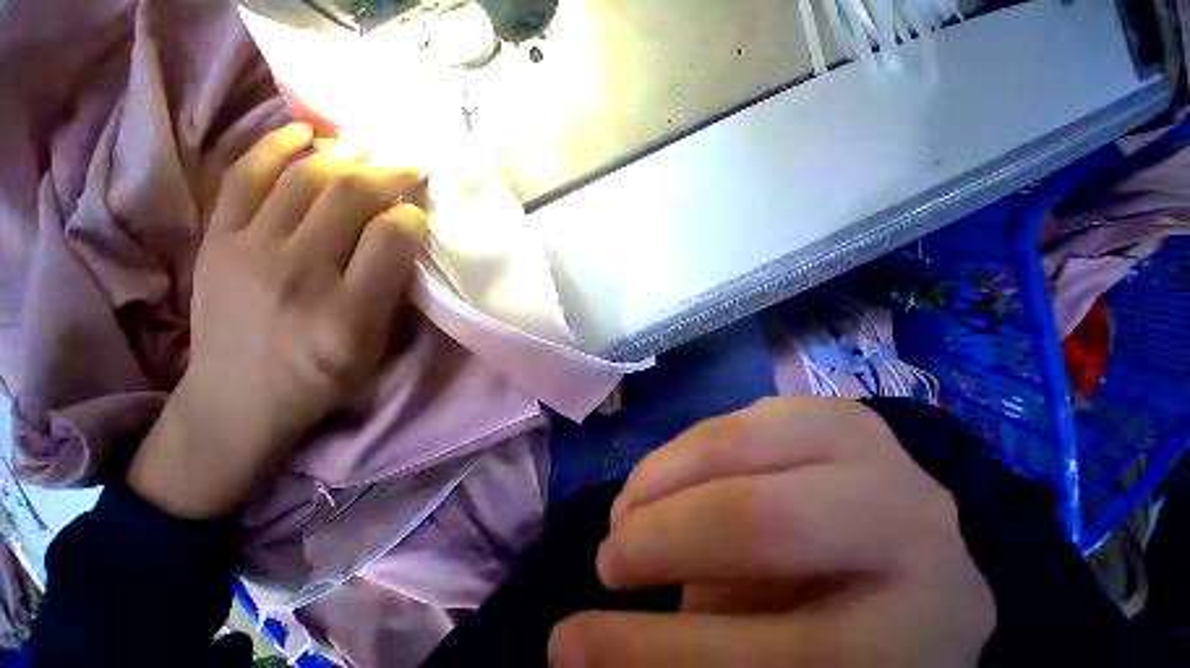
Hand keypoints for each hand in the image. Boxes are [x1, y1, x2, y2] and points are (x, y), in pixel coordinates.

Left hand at [127, 123, 427, 518]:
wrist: (236, 399)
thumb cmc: (322, 378)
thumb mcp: (376, 346)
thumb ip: (394, 290)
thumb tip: (405, 234)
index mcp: (348, 314)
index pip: (390, 239)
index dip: (414, 214)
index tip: (423, 210)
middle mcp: (298, 274)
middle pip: (349, 196)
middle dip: (389, 171)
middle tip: (410, 162)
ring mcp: (248, 251)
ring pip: (304, 177)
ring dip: (345, 154)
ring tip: (370, 148)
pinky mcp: (217, 240)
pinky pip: (245, 176)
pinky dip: (277, 145)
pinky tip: (306, 133)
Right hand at [549, 398, 994, 666]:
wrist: (910, 549)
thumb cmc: (849, 625)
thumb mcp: (786, 661)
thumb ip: (705, 648)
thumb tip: (595, 646)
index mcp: (912, 641)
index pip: (763, 659)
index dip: (647, 653)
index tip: (568, 646)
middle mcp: (912, 535)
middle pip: (758, 525)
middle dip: (659, 539)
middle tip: (607, 562)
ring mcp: (875, 454)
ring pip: (734, 449)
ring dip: (657, 481)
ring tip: (625, 514)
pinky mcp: (831, 411)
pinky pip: (730, 421)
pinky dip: (679, 451)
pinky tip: (660, 478)